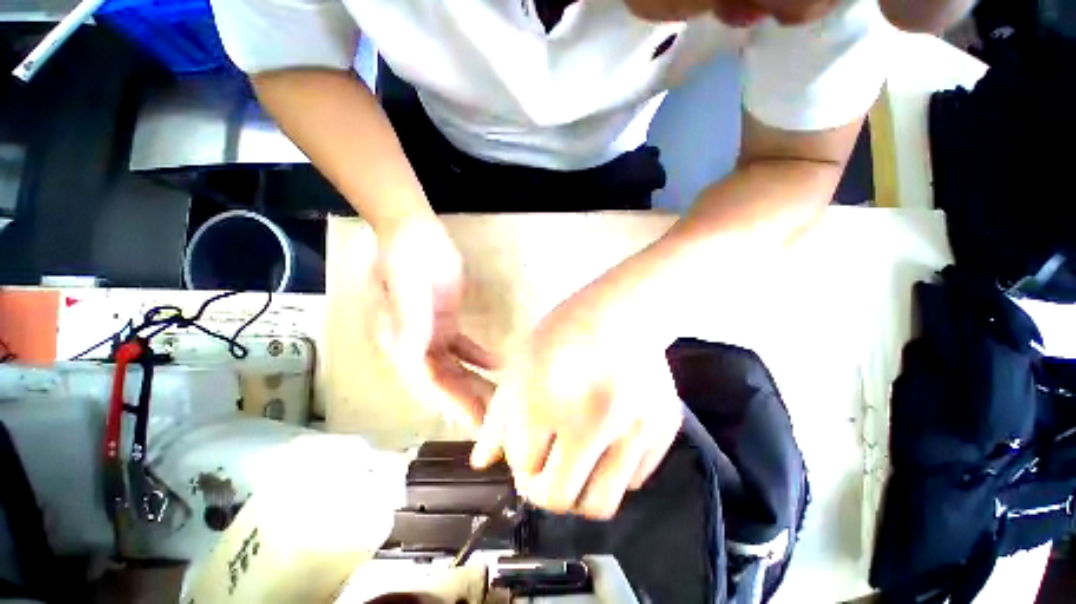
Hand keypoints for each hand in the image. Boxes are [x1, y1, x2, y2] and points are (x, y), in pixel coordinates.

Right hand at [375, 219, 498, 426]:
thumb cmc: (405, 257)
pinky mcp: (446, 321)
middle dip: (467, 401)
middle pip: (444, 381)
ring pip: (455, 368)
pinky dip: (480, 358)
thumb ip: (409, 320)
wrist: (414, 233)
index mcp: (400, 342)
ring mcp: (432, 333)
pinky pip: (464, 347)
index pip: (426, 383)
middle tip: (495, 421)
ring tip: (500, 401)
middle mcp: (414, 344)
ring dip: (476, 383)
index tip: (474, 421)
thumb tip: (412, 355)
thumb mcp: (404, 287)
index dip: (450, 403)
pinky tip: (498, 364)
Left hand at [470, 287, 683, 519]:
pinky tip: (607, 444)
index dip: (520, 461)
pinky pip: (633, 479)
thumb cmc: (565, 332)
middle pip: (559, 498)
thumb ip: (498, 418)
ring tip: (576, 463)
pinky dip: (613, 473)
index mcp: (547, 402)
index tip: (526, 449)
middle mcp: (593, 423)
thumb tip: (482, 462)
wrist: (623, 311)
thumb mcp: (521, 365)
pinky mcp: (663, 430)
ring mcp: (634, 430)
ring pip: (600, 503)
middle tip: (546, 468)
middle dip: (542, 489)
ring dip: (579, 491)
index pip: (523, 466)